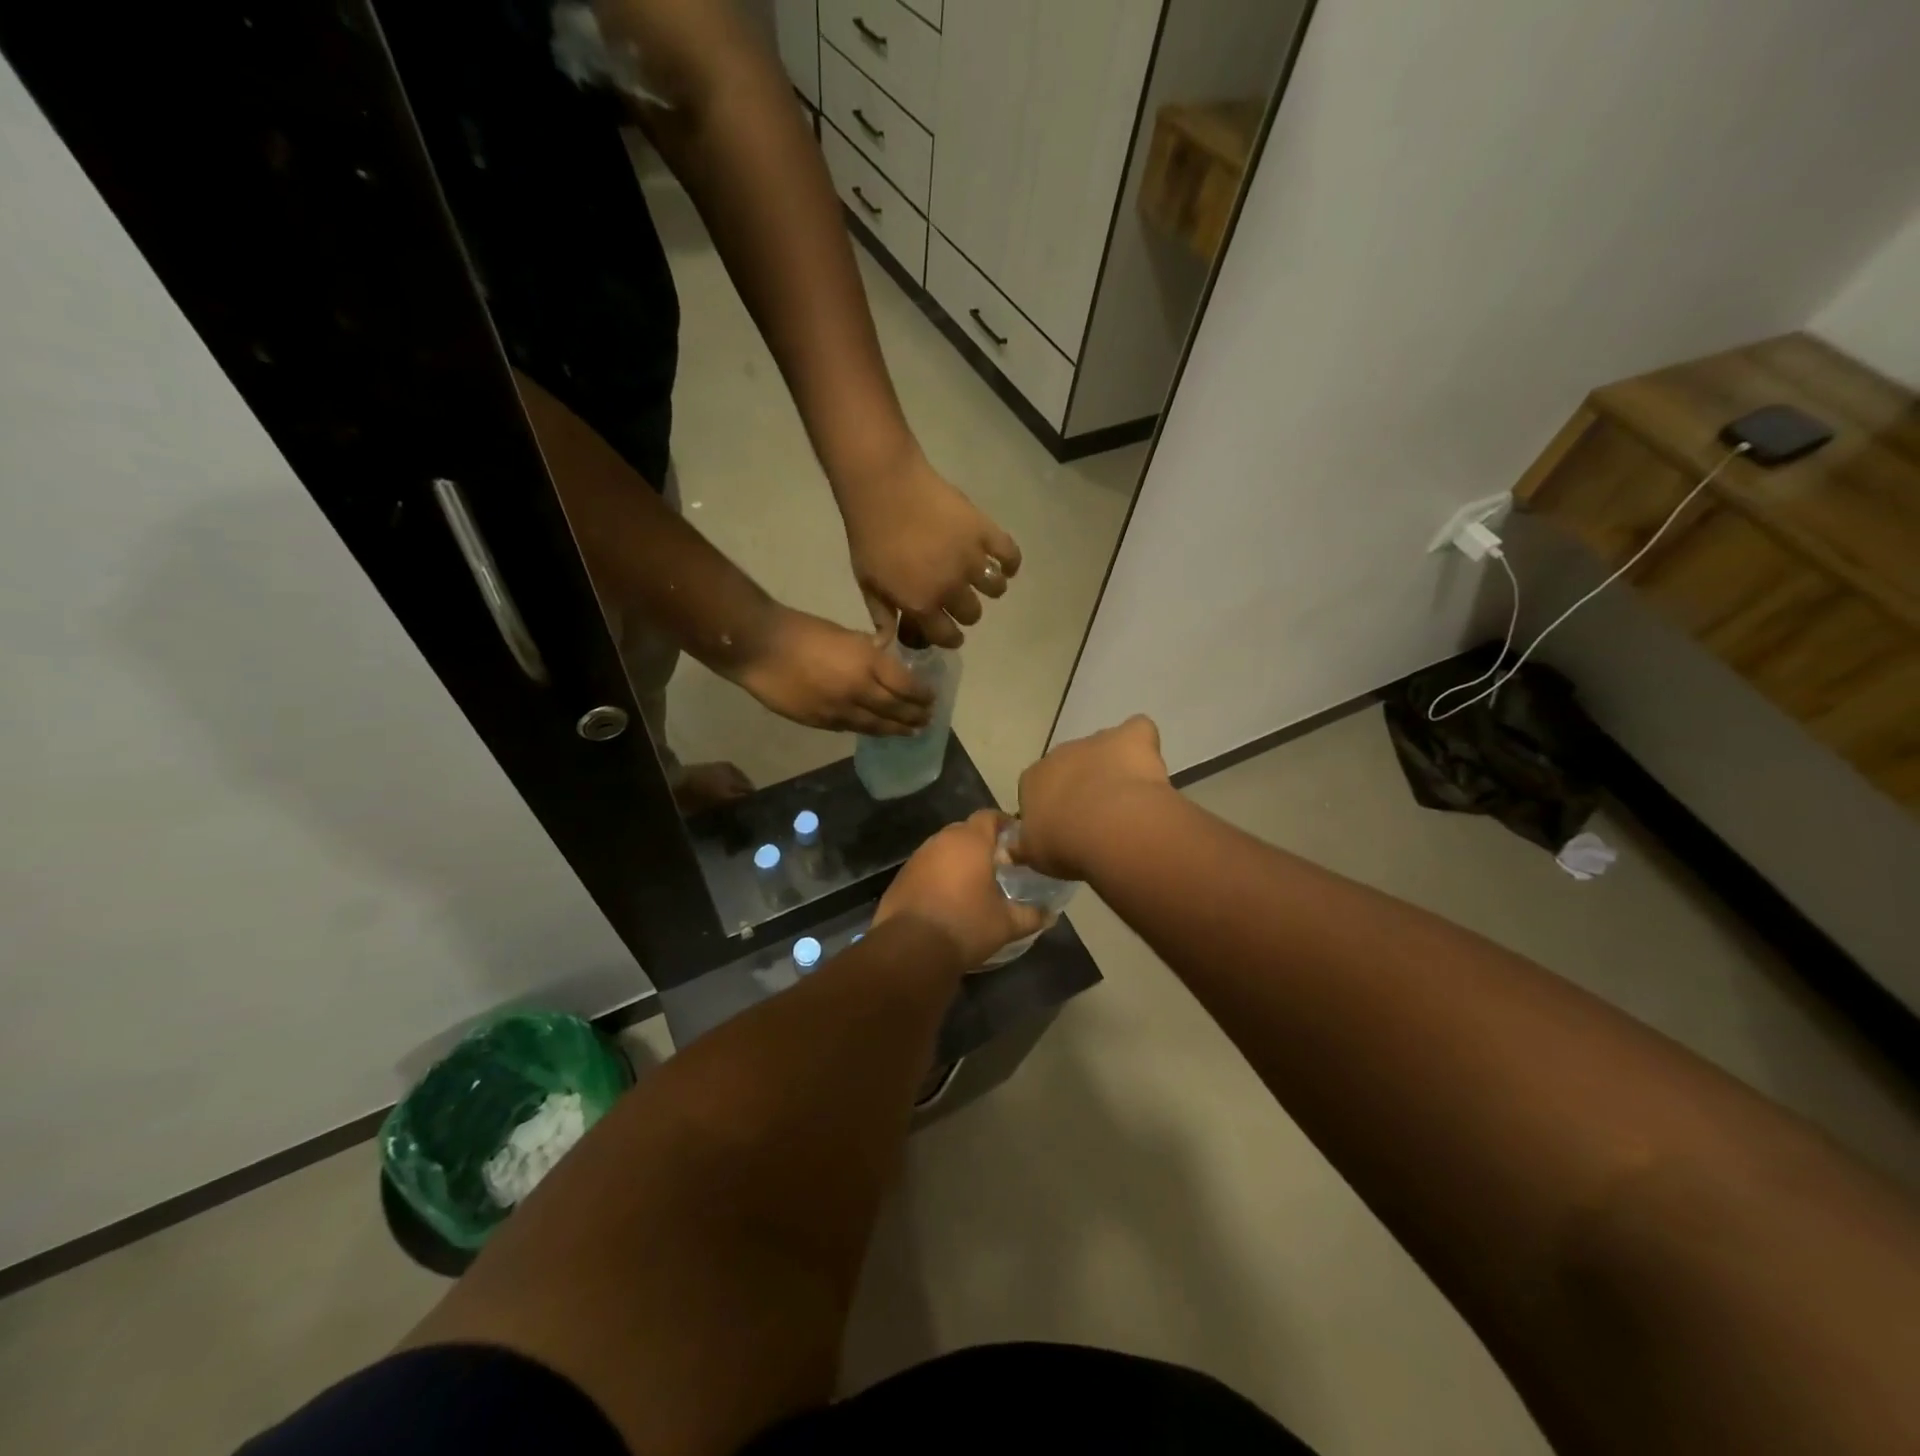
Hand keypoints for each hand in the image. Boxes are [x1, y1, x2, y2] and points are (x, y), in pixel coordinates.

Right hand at [729, 607, 933, 735]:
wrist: (760, 648)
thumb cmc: (802, 630)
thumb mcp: (845, 634)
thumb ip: (868, 651)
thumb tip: (884, 658)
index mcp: (867, 663)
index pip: (906, 686)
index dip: (922, 695)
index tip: (932, 698)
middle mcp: (859, 691)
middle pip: (895, 710)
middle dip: (915, 716)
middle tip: (928, 720)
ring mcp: (839, 710)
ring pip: (875, 725)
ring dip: (896, 730)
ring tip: (910, 732)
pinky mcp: (820, 722)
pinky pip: (851, 728)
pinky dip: (868, 729)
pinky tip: (876, 730)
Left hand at [841, 453, 1020, 648]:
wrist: (883, 487)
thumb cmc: (870, 535)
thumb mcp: (867, 582)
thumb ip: (881, 615)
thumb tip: (886, 645)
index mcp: (922, 604)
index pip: (947, 636)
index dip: (949, 637)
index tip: (950, 631)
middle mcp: (951, 588)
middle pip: (972, 614)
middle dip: (965, 612)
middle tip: (958, 597)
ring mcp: (971, 560)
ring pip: (995, 589)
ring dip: (990, 588)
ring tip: (981, 578)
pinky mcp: (985, 532)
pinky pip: (1010, 556)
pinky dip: (1010, 563)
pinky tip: (1003, 563)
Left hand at [873, 811, 1046, 967]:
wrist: (910, 948)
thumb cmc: (965, 925)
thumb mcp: (1006, 924)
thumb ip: (1031, 915)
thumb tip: (1050, 915)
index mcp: (970, 841)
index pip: (989, 816)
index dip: (1004, 824)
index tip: (1017, 842)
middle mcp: (942, 840)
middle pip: (966, 830)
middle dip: (982, 843)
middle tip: (999, 865)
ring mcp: (918, 857)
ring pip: (944, 848)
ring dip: (959, 860)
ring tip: (974, 883)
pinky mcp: (902, 876)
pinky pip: (927, 866)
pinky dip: (939, 874)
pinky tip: (948, 898)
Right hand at [1016, 715, 1171, 879]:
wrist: (1110, 828)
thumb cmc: (1065, 844)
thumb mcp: (1034, 855)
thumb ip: (1022, 848)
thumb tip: (1007, 851)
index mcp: (1033, 779)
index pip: (1036, 787)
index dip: (1052, 806)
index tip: (1064, 828)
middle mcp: (1061, 753)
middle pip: (1070, 765)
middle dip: (1082, 784)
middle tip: (1098, 818)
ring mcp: (1096, 741)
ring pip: (1103, 749)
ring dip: (1111, 767)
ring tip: (1128, 799)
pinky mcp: (1131, 736)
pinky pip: (1137, 732)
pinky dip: (1142, 745)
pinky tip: (1148, 769)